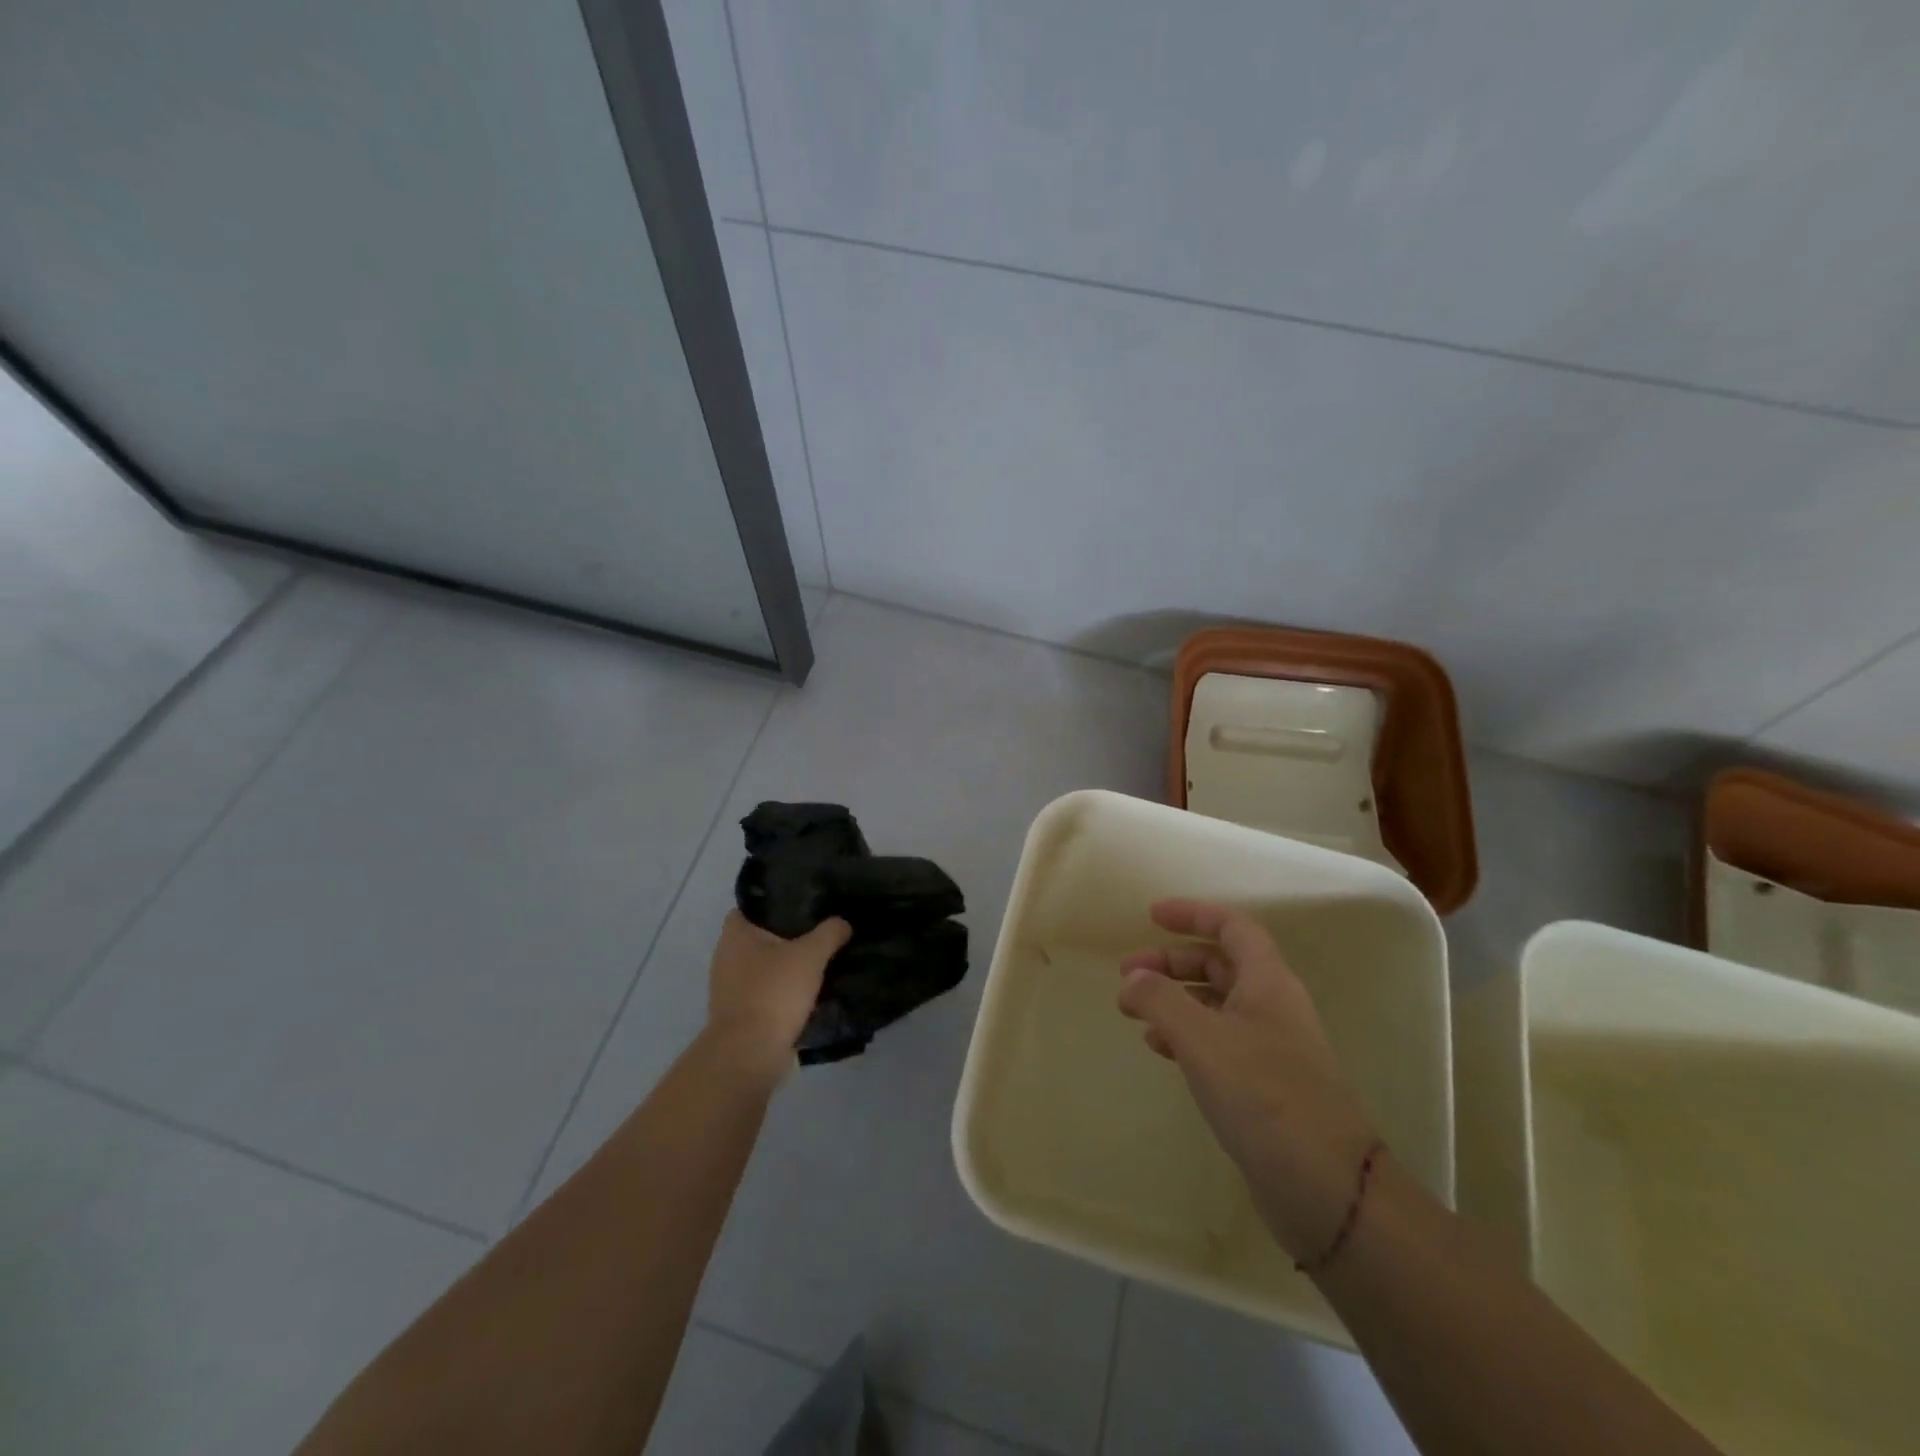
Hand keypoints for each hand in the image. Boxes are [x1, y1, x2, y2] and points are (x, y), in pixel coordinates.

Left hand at [703, 911, 850, 1078]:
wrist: (749, 1054)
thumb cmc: (774, 992)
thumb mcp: (811, 954)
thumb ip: (829, 932)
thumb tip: (842, 923)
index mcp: (735, 933)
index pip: (755, 905)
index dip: (778, 902)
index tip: (806, 903)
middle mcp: (726, 956)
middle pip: (762, 937)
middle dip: (789, 935)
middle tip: (822, 930)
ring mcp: (731, 987)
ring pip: (766, 966)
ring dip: (789, 966)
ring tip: (822, 961)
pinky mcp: (741, 1014)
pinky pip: (767, 993)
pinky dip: (785, 992)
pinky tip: (811, 992)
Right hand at [1118, 899, 1380, 1262]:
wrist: (1327, 1187)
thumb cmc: (1264, 1095)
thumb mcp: (1202, 1039)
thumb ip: (1160, 1000)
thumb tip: (1132, 979)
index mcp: (1268, 982)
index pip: (1231, 927)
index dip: (1192, 913)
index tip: (1151, 916)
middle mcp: (1272, 1007)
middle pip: (1219, 964)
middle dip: (1171, 962)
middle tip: (1127, 973)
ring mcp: (1271, 1048)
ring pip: (1215, 1004)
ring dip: (1174, 999)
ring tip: (1134, 1011)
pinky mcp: (1264, 1085)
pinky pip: (1218, 1041)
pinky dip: (1185, 1035)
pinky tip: (1160, 1049)